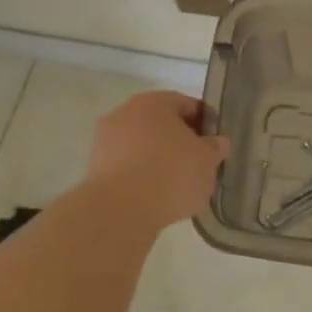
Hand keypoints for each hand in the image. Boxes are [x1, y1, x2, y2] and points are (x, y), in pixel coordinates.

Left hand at [86, 91, 230, 227]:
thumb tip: (217, 143)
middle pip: (161, 124)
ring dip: (158, 159)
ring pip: (142, 145)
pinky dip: (141, 176)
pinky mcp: (94, 169)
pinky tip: (155, 195)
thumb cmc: (171, 174)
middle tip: (198, 164)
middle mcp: (125, 112)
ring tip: (177, 185)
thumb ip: (215, 148)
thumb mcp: (207, 161)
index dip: (205, 123)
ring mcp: (105, 141)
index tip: (215, 144)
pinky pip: (127, 167)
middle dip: (180, 141)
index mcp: (154, 102)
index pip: (187, 105)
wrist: (120, 210)